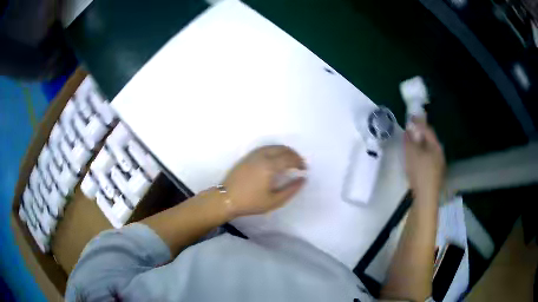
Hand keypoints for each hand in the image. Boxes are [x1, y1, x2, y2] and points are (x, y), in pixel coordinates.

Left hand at [222, 145, 305, 217]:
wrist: (226, 199)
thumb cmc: (251, 202)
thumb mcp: (274, 201)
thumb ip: (291, 189)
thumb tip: (303, 179)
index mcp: (270, 166)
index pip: (290, 159)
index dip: (300, 163)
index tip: (304, 170)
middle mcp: (263, 156)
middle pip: (283, 149)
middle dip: (294, 155)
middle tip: (299, 164)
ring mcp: (253, 154)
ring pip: (274, 146)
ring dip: (285, 151)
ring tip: (290, 161)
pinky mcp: (247, 156)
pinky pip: (265, 148)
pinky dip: (275, 150)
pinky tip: (276, 159)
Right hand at [405, 118, 445, 201]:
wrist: (425, 198)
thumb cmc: (420, 172)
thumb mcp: (412, 154)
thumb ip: (410, 140)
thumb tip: (408, 129)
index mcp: (436, 147)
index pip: (428, 130)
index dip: (419, 122)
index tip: (410, 117)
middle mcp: (440, 154)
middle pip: (430, 140)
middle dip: (420, 134)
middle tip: (410, 131)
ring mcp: (438, 166)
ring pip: (429, 151)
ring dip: (420, 146)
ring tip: (411, 145)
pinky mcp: (434, 176)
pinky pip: (427, 160)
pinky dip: (421, 156)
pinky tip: (415, 160)